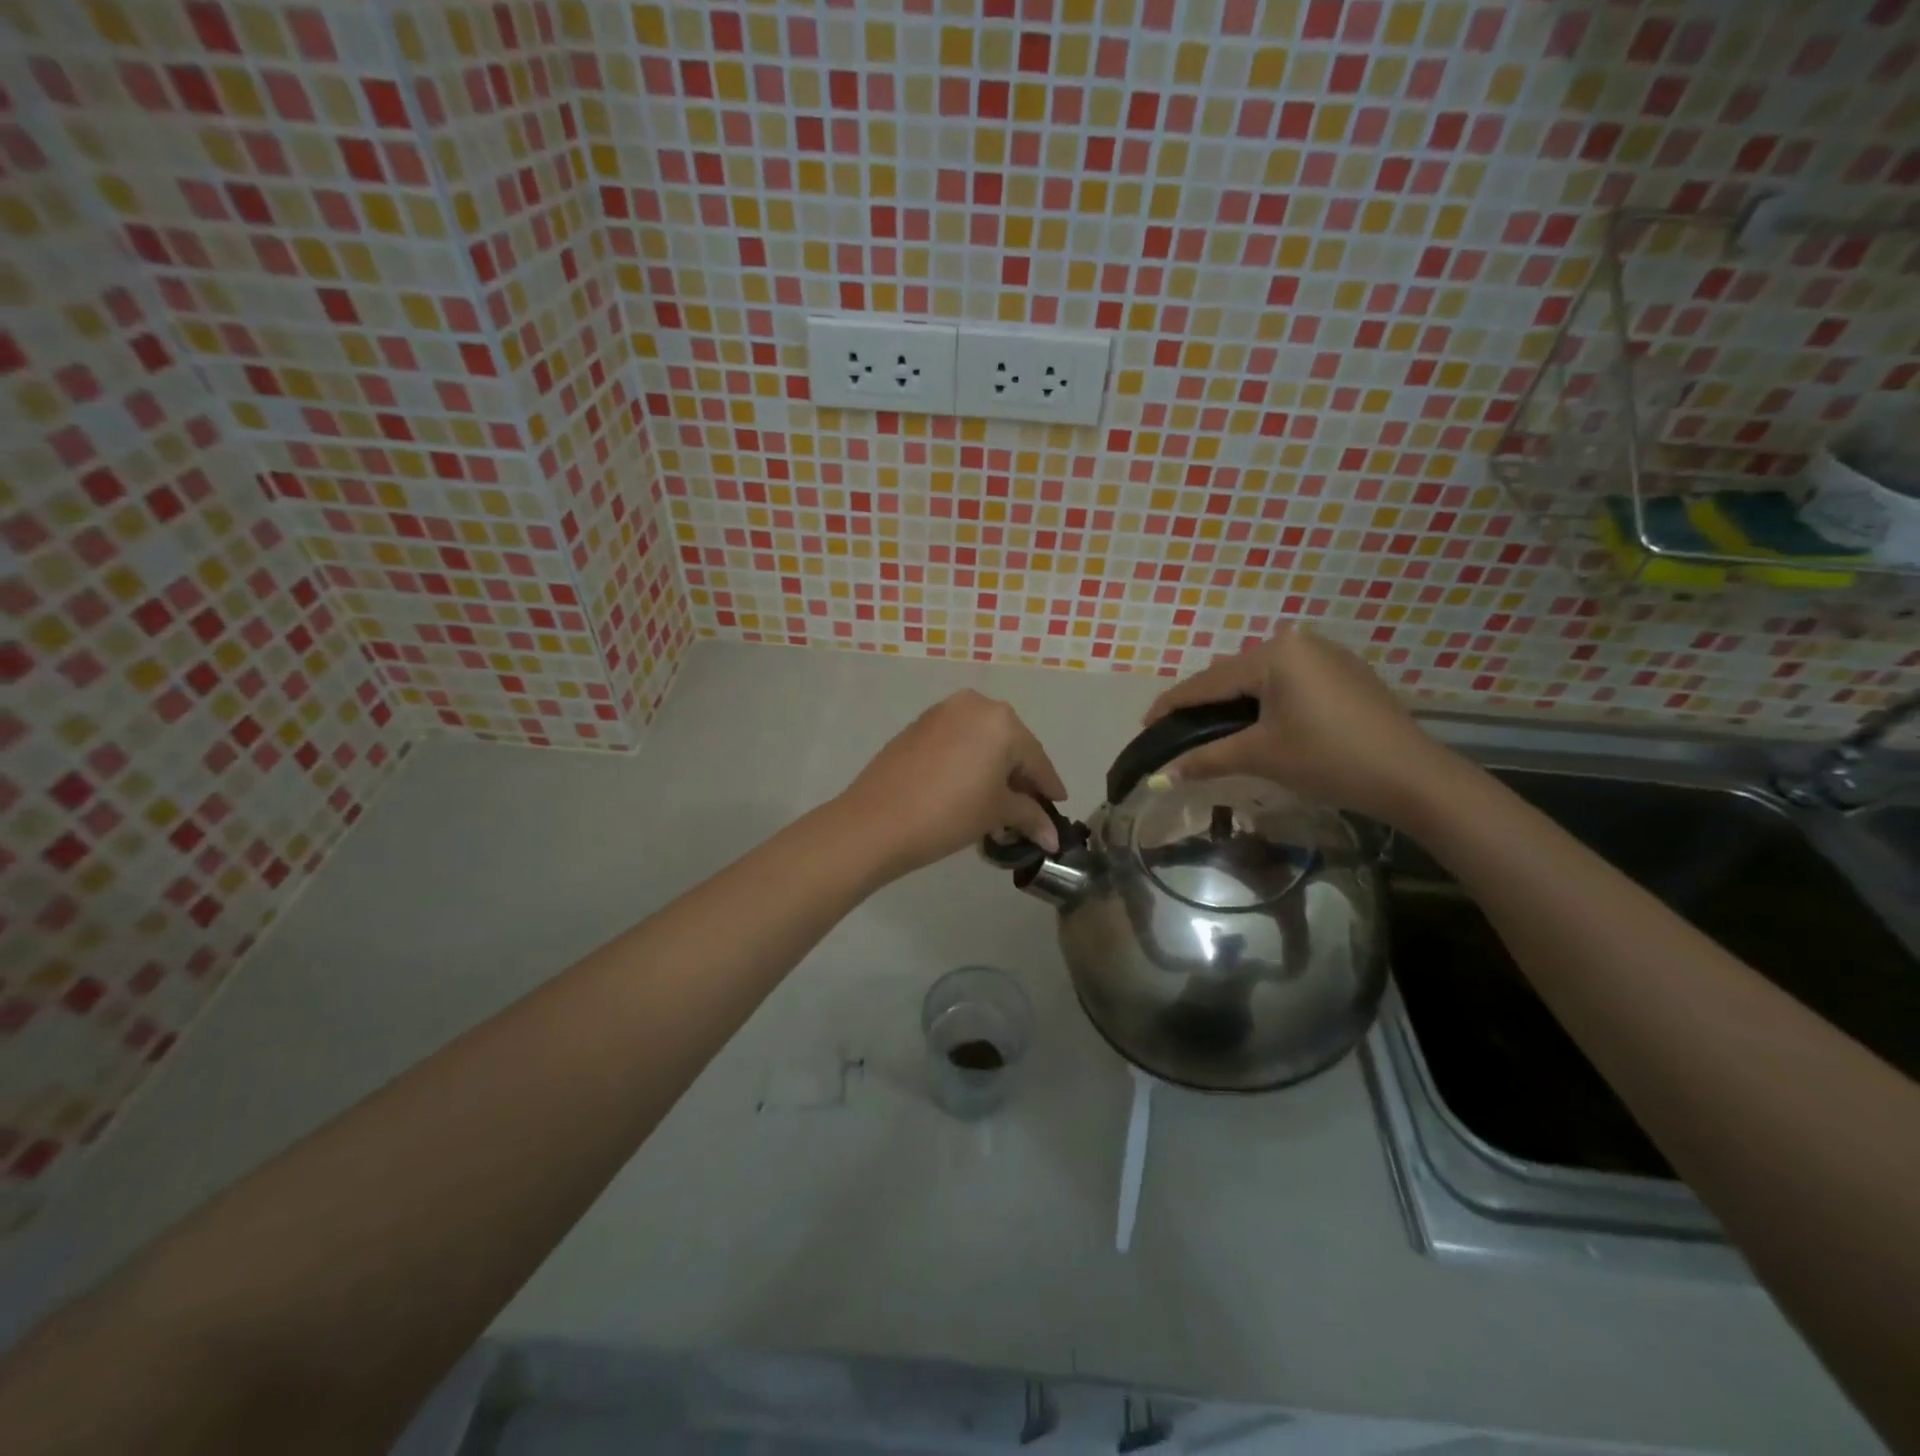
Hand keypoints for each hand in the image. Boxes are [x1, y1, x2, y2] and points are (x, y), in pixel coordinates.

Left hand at [840, 690, 1068, 879]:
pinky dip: (968, 760)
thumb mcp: (996, 814)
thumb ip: (1030, 816)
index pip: (1036, 758)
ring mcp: (942, 711)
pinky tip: (968, 787)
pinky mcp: (918, 725)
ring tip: (997, 801)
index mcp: (1001, 721)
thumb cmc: (948, 814)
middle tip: (1028, 807)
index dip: (1049, 786)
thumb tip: (1053, 837)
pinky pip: (957, 740)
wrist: (876, 821)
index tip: (1059, 805)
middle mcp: (974, 704)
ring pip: (981, 740)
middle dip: (1020, 776)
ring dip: (993, 767)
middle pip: (1009, 744)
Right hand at [1145, 627, 1458, 828]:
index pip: (1208, 681)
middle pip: (1233, 674)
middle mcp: (1299, 642)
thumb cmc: (1328, 759)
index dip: (1173, 704)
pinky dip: (1266, 701)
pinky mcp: (1346, 674)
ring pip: (1262, 677)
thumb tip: (1160, 777)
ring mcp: (1327, 655)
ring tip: (1212, 727)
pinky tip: (1259, 722)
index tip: (1145, 722)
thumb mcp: (1260, 756)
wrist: (1411, 777)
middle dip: (1204, 702)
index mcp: (1275, 653)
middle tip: (1177, 729)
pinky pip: (1290, 682)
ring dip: (1235, 701)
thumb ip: (1206, 759)